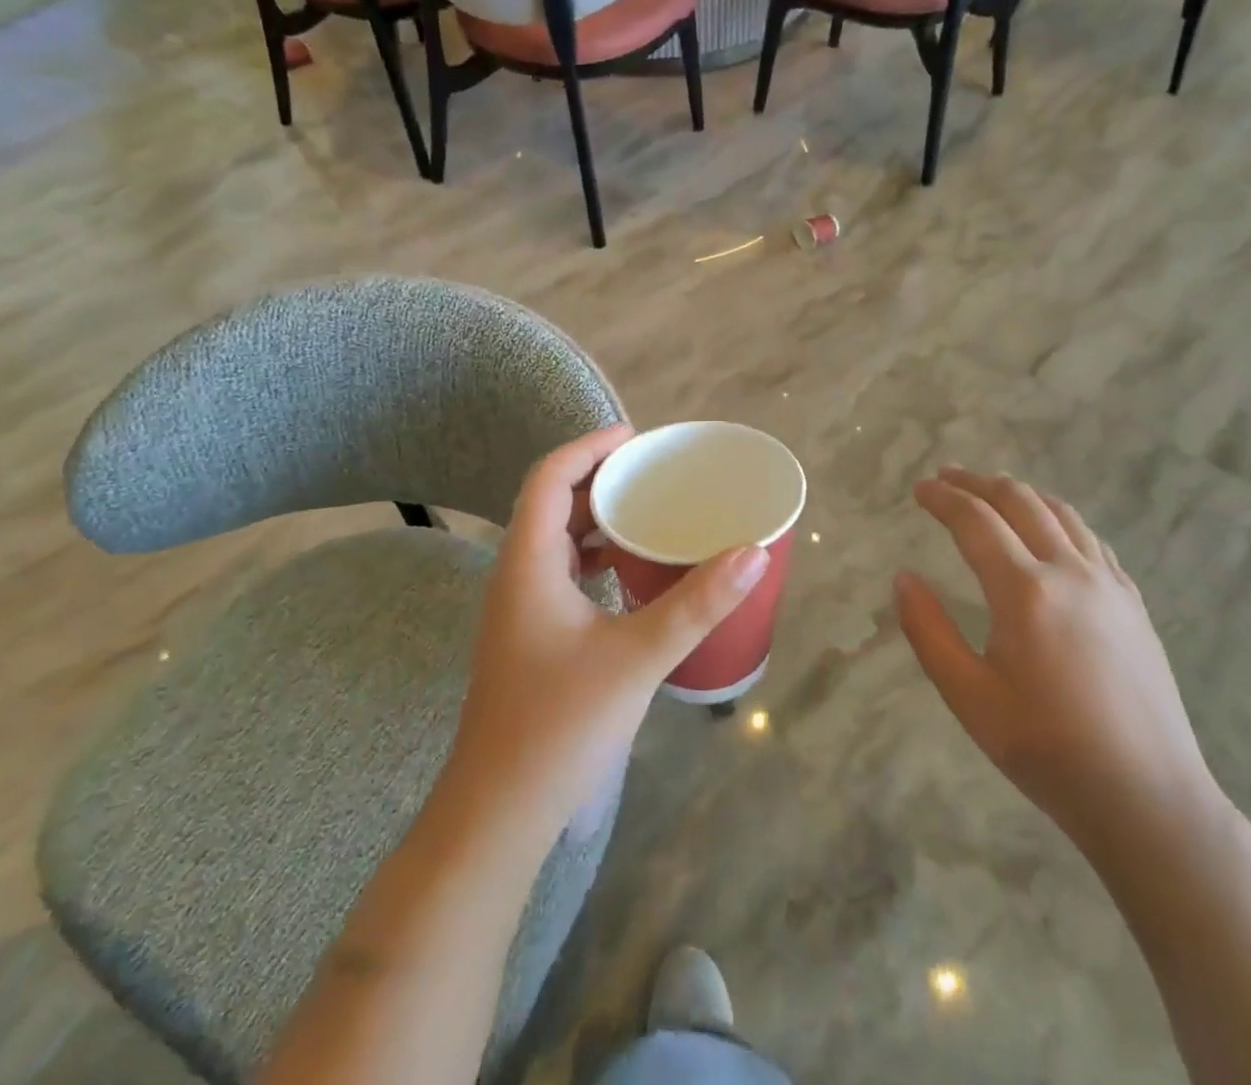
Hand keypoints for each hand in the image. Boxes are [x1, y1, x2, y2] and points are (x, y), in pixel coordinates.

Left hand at [442, 426, 771, 839]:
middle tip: (652, 472)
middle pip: (551, 502)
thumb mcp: (637, 657)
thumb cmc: (560, 726)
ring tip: (647, 510)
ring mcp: (518, 608)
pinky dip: (594, 555)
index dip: (589, 446)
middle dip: (598, 477)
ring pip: (555, 539)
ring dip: (595, 518)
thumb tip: (752, 552)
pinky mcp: (529, 636)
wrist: (498, 813)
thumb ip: (696, 603)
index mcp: (528, 563)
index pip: (549, 477)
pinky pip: (561, 572)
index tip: (637, 438)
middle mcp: (516, 575)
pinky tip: (630, 572)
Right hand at [897, 467, 1218, 849]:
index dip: (943, 499)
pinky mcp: (1133, 603)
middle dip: (978, 483)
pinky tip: (1050, 529)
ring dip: (1020, 493)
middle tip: (947, 477)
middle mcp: (1069, 572)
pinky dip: (1059, 518)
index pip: (975, 522)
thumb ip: (929, 631)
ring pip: (1061, 513)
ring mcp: (1109, 585)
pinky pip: (1091, 539)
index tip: (919, 488)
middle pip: (1020, 502)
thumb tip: (904, 578)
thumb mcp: (969, 696)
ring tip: (992, 489)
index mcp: (1025, 591)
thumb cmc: (1046, 749)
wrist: (1147, 798)